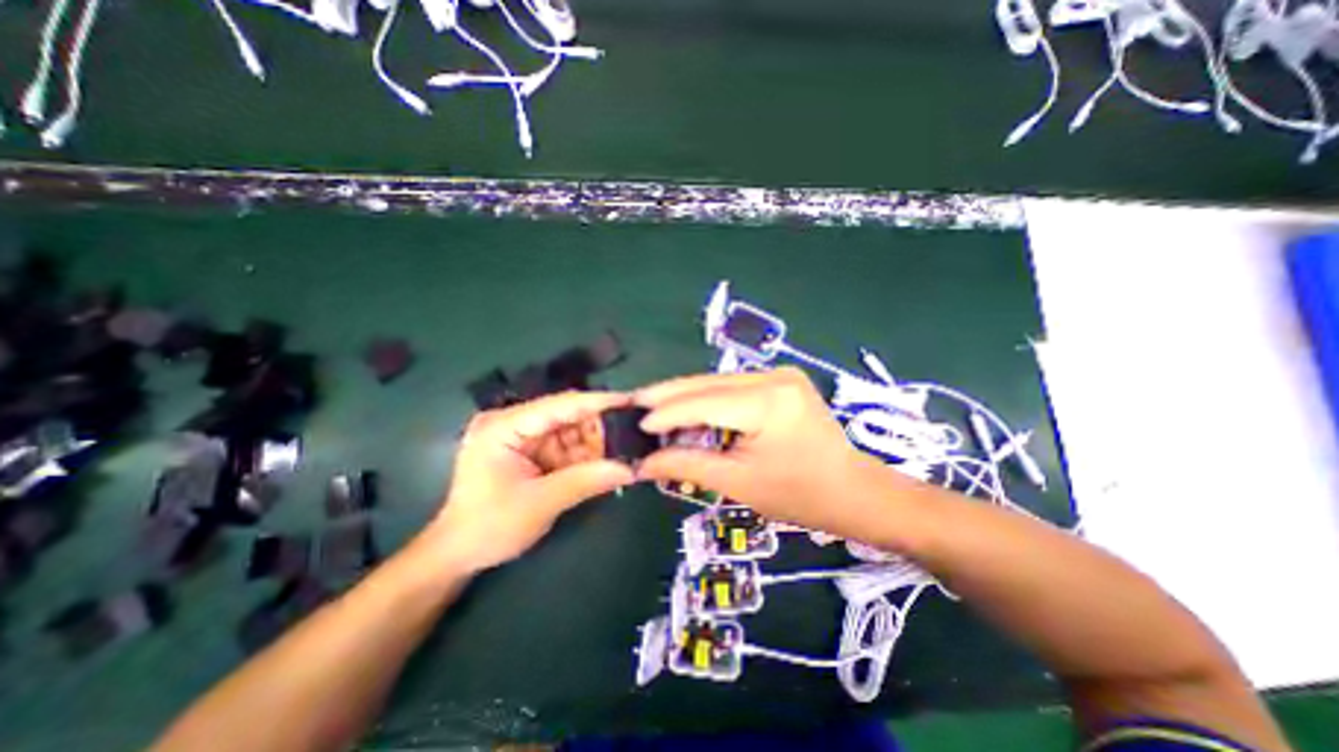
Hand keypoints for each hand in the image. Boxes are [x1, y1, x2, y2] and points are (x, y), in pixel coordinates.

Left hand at [428, 392, 635, 573]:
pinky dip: (587, 455)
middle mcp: (514, 422)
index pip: (559, 405)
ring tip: (626, 450)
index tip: (630, 400)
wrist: (459, 554)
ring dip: (596, 443)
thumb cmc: (489, 527)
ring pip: (571, 431)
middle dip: (600, 427)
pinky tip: (607, 462)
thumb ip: (586, 481)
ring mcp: (523, 436)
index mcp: (505, 426)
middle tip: (634, 433)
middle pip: (567, 416)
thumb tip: (630, 469)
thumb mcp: (540, 503)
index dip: (597, 402)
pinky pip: (567, 446)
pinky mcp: (532, 450)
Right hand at [633, 368, 903, 536]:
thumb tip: (644, 462)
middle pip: (708, 384)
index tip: (636, 421)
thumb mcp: (738, 483)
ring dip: (686, 396)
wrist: (852, 490)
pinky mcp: (780, 380)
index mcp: (768, 402)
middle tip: (635, 404)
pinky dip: (707, 399)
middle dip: (669, 395)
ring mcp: (780, 374)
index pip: (704, 401)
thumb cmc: (799, 495)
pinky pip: (732, 387)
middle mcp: (774, 377)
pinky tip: (687, 409)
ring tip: (654, 409)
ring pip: (717, 382)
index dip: (667, 412)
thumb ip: (688, 465)